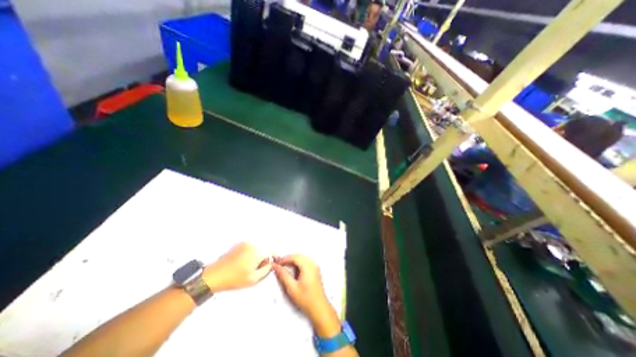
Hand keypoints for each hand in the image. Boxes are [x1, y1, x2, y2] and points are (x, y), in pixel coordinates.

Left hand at [204, 243, 271, 291]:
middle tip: (259, 268)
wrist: (214, 275)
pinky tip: (244, 262)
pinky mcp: (239, 244)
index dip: (274, 258)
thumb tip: (272, 264)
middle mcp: (252, 245)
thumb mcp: (254, 279)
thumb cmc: (233, 279)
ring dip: (258, 255)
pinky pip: (250, 247)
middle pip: (265, 249)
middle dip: (265, 257)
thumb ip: (267, 270)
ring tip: (249, 266)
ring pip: (258, 248)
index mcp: (257, 252)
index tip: (275, 263)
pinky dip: (251, 253)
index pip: (271, 252)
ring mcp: (245, 243)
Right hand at [275, 256, 341, 335]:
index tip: (277, 263)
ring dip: (294, 260)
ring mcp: (315, 266)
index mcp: (307, 266)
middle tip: (280, 264)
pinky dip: (299, 262)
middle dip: (289, 258)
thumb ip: (284, 276)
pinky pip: (306, 261)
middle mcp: (312, 263)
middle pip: (299, 256)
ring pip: (303, 257)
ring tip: (285, 266)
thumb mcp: (292, 288)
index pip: (295, 257)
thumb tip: (276, 267)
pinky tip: (294, 269)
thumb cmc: (305, 298)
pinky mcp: (315, 269)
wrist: (319, 307)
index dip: (285, 258)